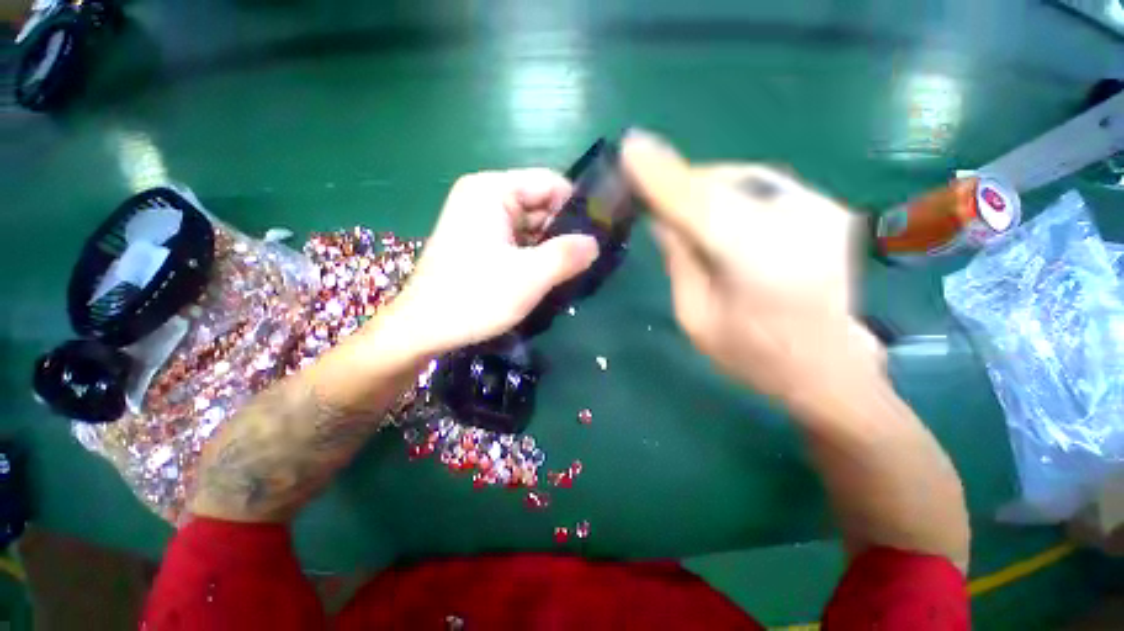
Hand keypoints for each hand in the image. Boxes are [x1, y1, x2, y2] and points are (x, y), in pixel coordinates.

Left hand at [384, 169, 598, 355]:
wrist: (423, 330)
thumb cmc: (474, 297)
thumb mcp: (528, 277)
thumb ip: (566, 256)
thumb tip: (595, 244)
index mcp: (492, 191)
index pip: (549, 183)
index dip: (576, 207)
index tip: (597, 236)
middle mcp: (484, 197)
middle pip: (540, 204)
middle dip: (563, 231)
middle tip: (586, 260)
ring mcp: (480, 221)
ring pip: (531, 226)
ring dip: (550, 247)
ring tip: (571, 270)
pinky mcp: (479, 242)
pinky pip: (518, 241)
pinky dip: (534, 256)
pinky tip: (548, 275)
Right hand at [621, 130, 877, 401]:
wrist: (829, 370)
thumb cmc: (752, 356)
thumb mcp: (695, 317)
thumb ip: (679, 261)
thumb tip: (662, 219)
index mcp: (756, 261)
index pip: (698, 203)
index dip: (660, 174)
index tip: (628, 147)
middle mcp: (796, 222)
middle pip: (721, 183)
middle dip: (679, 183)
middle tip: (653, 197)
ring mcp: (821, 208)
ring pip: (742, 178)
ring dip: (704, 189)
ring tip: (688, 215)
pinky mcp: (829, 207)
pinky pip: (763, 188)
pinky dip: (733, 196)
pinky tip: (725, 221)